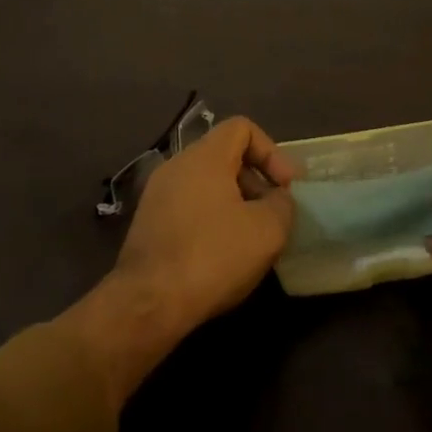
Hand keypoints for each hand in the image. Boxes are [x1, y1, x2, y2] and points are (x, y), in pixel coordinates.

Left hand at [114, 116, 295, 336]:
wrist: (147, 303)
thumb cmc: (212, 256)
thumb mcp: (267, 231)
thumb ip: (282, 205)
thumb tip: (279, 199)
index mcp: (205, 155)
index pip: (242, 128)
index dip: (271, 152)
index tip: (285, 187)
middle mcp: (177, 164)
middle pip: (224, 156)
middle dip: (255, 181)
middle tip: (272, 215)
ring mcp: (157, 194)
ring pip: (206, 184)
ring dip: (234, 203)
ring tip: (249, 239)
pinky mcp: (147, 223)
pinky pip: (188, 206)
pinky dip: (210, 220)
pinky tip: (220, 255)